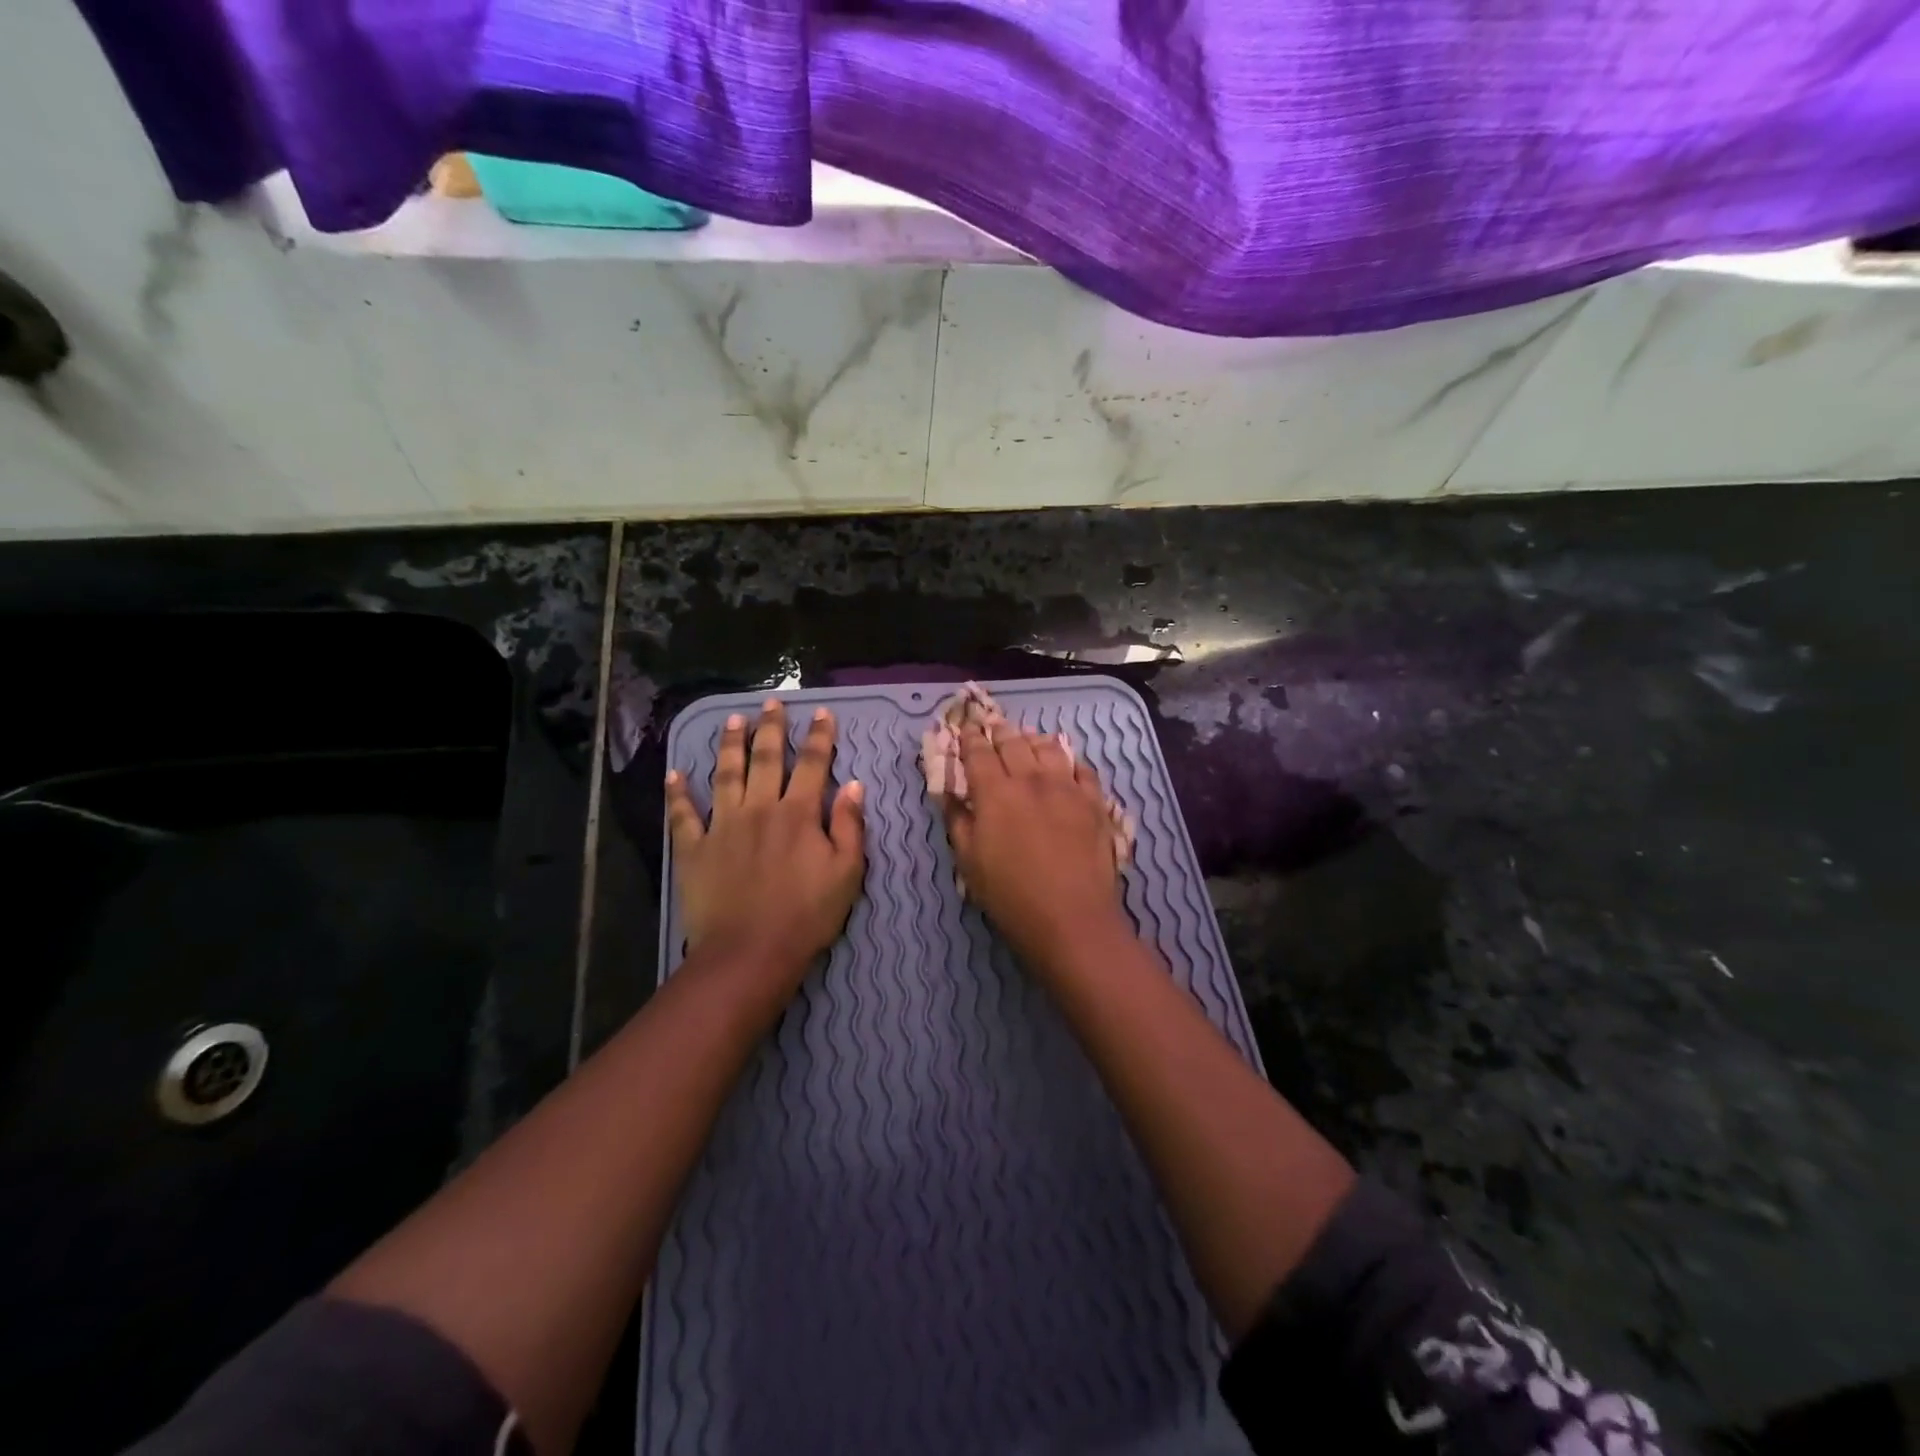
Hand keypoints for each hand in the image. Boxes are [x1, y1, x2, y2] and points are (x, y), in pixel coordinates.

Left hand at [666, 699, 865, 977]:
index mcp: (799, 813)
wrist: (750, 952)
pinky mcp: (694, 849)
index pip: (812, 764)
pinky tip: (675, 774)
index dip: (819, 736)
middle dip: (771, 728)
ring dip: (729, 744)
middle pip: (766, 758)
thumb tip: (854, 785)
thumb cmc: (807, 915)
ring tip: (732, 720)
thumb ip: (850, 826)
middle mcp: (760, 808)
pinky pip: (683, 815)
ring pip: (725, 774)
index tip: (822, 712)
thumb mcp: (847, 872)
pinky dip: (678, 794)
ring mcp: (723, 826)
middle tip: (770, 703)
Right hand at [942, 723, 1127, 971]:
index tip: (965, 729)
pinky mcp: (1094, 802)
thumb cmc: (1010, 895)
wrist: (1071, 917)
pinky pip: (1083, 768)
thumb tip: (950, 796)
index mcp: (995, 792)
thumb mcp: (969, 863)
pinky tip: (1066, 764)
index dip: (969, 739)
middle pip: (1013, 743)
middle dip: (1000, 732)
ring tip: (1028, 738)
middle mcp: (1031, 779)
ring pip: (1049, 748)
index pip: (978, 753)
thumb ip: (958, 822)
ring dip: (1033, 739)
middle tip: (993, 727)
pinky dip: (1070, 760)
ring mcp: (1067, 787)